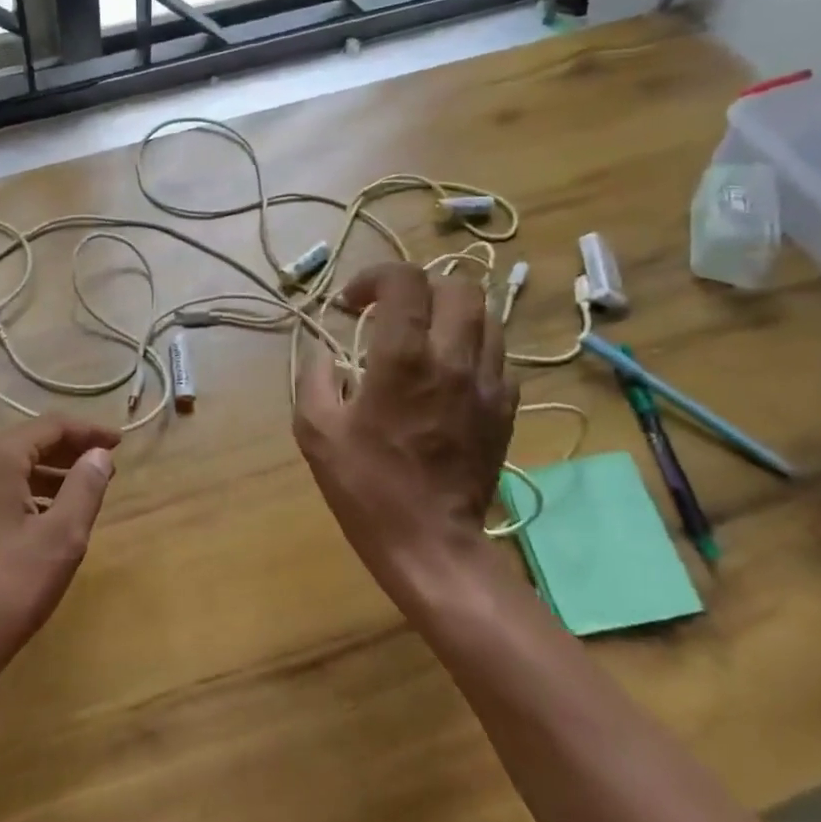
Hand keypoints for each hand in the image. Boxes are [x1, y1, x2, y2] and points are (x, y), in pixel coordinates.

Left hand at [0, 415, 120, 702]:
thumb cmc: (8, 589)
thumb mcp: (61, 538)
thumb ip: (85, 487)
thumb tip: (99, 454)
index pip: (49, 427)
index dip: (88, 431)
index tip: (120, 443)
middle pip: (26, 443)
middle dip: (68, 452)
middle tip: (104, 466)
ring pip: (7, 468)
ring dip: (46, 474)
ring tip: (81, 491)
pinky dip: (22, 492)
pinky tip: (42, 517)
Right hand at [293, 264, 517, 603]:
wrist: (431, 543)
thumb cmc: (366, 486)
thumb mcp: (315, 429)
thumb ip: (315, 377)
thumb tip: (325, 352)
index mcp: (404, 358)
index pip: (405, 281)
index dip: (375, 277)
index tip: (352, 303)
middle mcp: (454, 359)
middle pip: (457, 286)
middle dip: (419, 287)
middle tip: (391, 311)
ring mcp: (489, 382)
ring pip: (486, 315)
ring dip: (449, 312)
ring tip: (422, 334)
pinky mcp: (505, 407)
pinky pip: (497, 353)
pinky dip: (470, 345)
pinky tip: (446, 369)